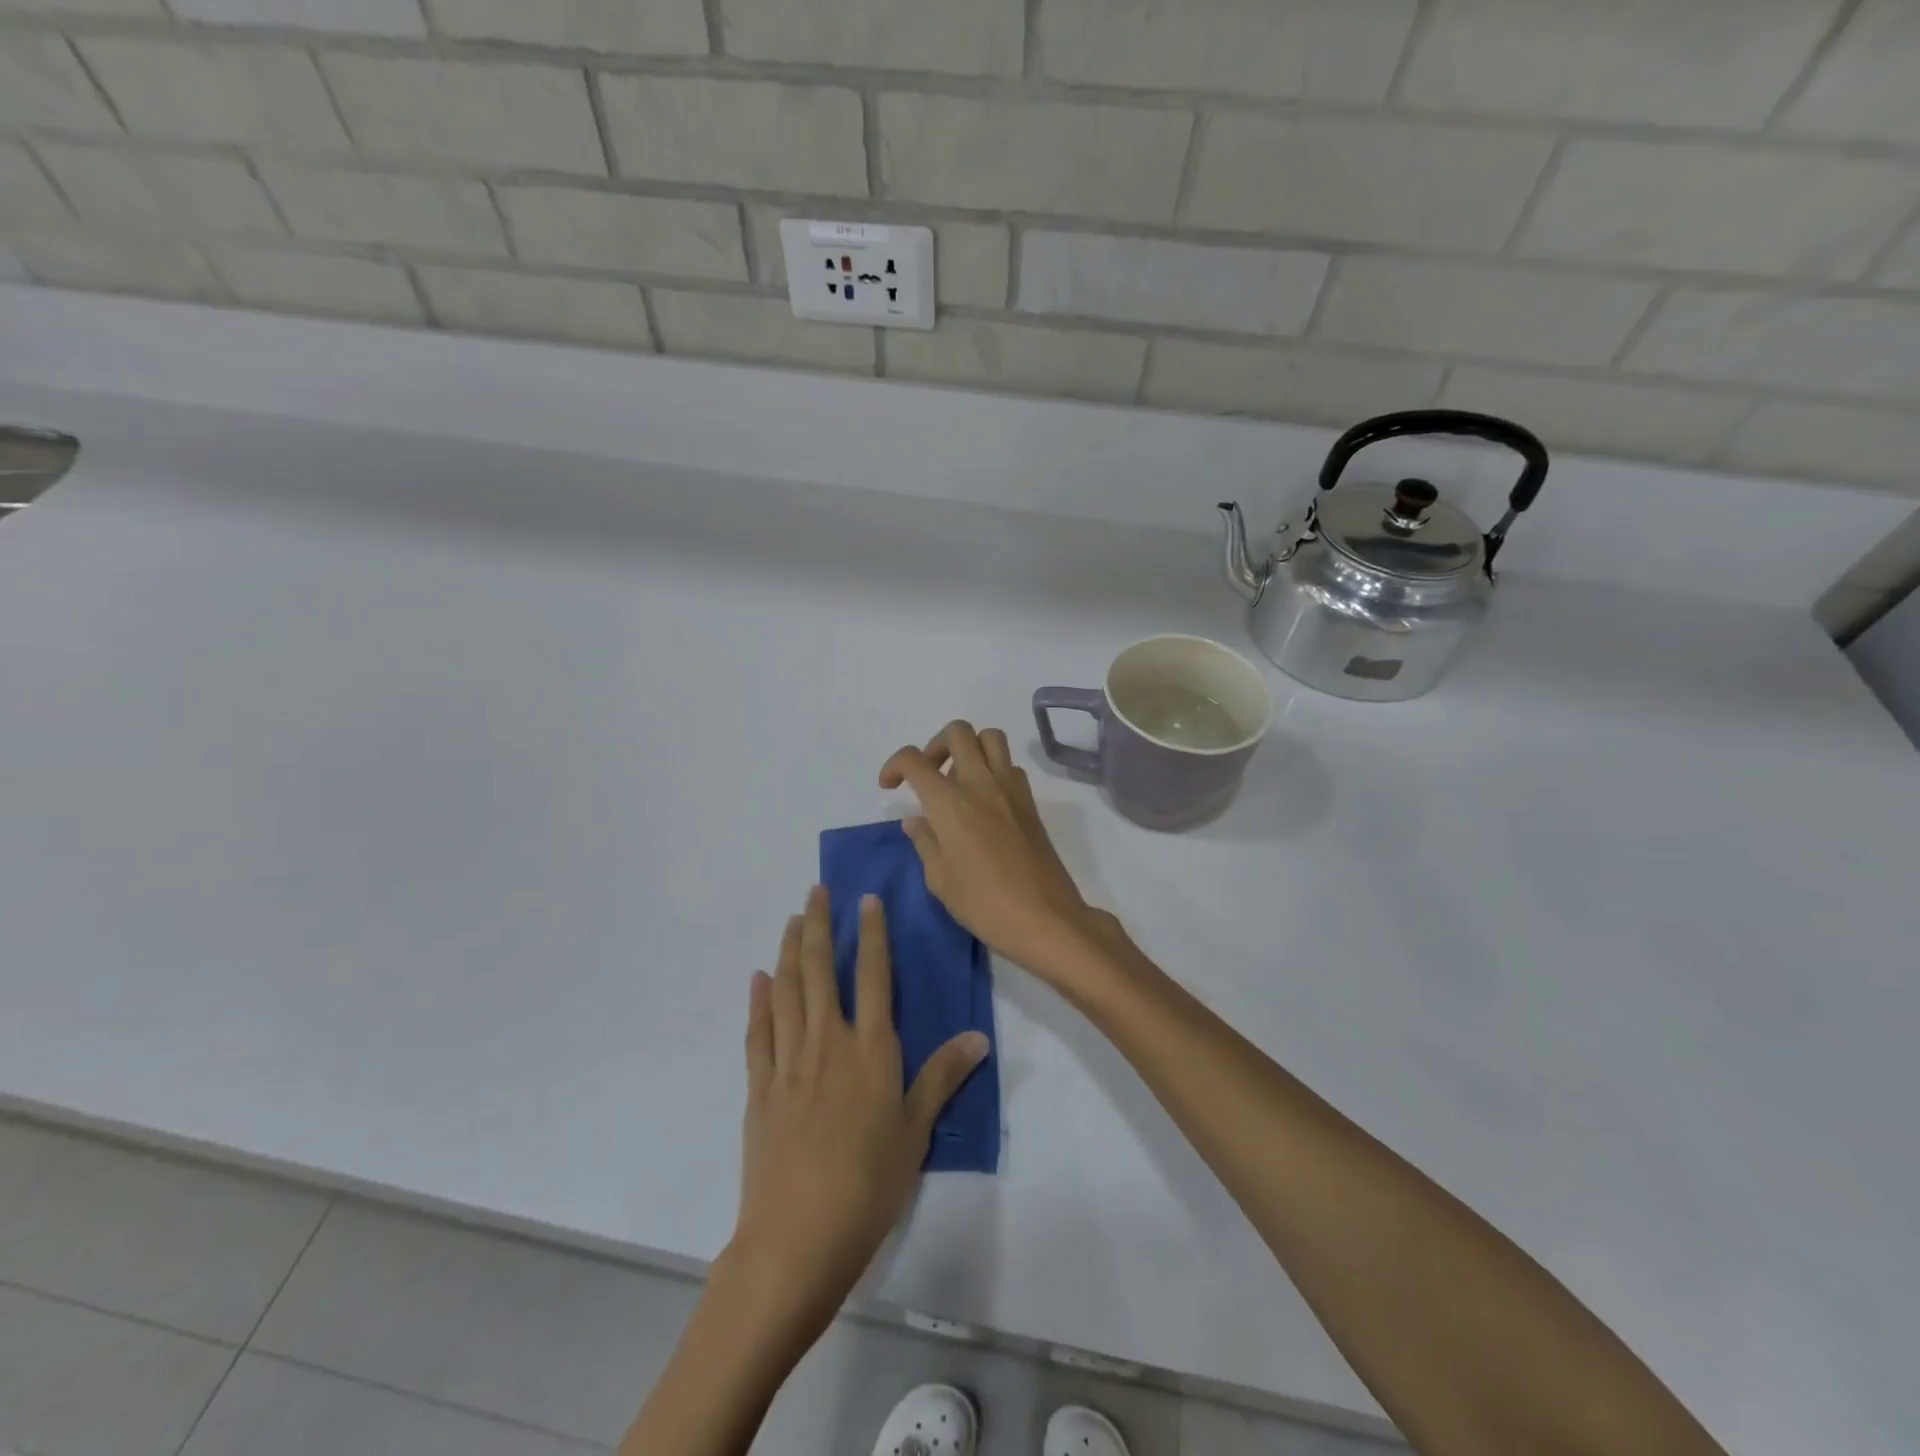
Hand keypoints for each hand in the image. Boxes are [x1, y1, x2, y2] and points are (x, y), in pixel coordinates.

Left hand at [725, 885, 988, 1336]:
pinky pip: (758, 1031)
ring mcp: (788, 1061)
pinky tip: (759, 978)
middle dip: (820, 926)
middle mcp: (828, 1042)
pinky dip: (759, 1000)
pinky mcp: (759, 1086)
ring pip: (787, 990)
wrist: (798, 1237)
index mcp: (871, 1050)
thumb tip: (979, 1036)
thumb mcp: (916, 1131)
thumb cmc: (868, 1184)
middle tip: (817, 890)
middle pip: (822, 970)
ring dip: (790, 950)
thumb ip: (942, 1077)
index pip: (875, 976)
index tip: (866, 899)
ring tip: (793, 920)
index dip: (872, 934)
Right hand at [880, 721, 1122, 982]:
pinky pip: (1010, 765)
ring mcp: (1010, 788)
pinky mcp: (1030, 801)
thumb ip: (925, 841)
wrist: (1044, 917)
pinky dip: (993, 769)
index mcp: (949, 802)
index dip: (894, 765)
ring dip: (969, 747)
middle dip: (934, 745)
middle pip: (957, 732)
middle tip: (928, 775)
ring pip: (990, 737)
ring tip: (957, 779)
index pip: (914, 760)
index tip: (889, 786)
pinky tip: (985, 800)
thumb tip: (916, 820)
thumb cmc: (983, 903)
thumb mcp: (940, 879)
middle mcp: (980, 783)